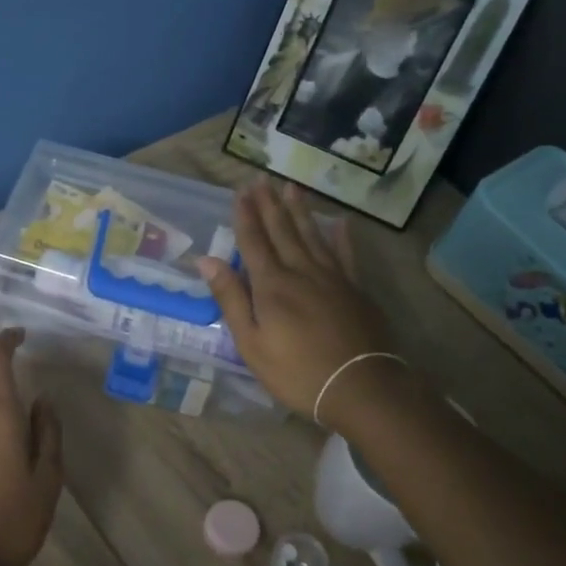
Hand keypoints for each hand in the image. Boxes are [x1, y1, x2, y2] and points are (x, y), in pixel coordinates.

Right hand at [196, 181, 407, 427]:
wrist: (359, 387)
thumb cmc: (295, 371)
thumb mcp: (251, 343)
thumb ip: (231, 298)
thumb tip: (207, 260)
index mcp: (271, 286)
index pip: (254, 242)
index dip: (246, 217)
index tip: (240, 192)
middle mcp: (301, 272)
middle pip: (283, 232)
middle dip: (270, 205)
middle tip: (262, 179)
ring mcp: (332, 278)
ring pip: (312, 236)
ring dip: (300, 211)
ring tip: (292, 187)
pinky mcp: (355, 289)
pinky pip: (346, 255)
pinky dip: (341, 237)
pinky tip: (340, 222)